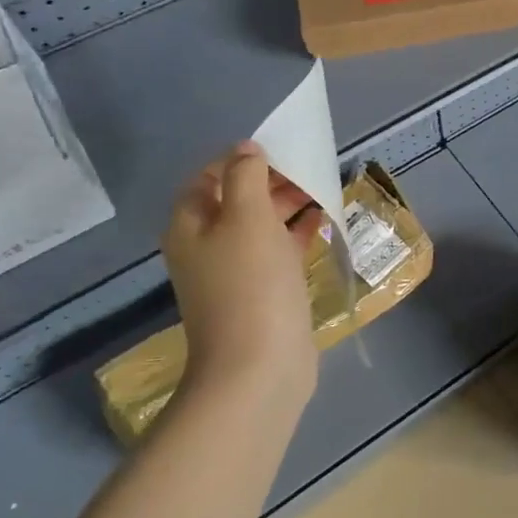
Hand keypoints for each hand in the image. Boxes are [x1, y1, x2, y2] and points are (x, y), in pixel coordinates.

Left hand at [161, 141, 322, 407]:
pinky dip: (299, 233)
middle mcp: (207, 246)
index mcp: (192, 225)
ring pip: (262, 225)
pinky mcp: (263, 292)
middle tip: (311, 170)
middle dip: (272, 181)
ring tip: (324, 190)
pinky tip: (325, 221)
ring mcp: (235, 272)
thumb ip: (246, 175)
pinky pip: (279, 250)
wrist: (259, 367)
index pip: (210, 177)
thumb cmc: (251, 282)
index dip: (242, 159)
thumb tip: (247, 150)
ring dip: (290, 205)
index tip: (282, 151)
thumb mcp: (247, 216)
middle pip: (238, 199)